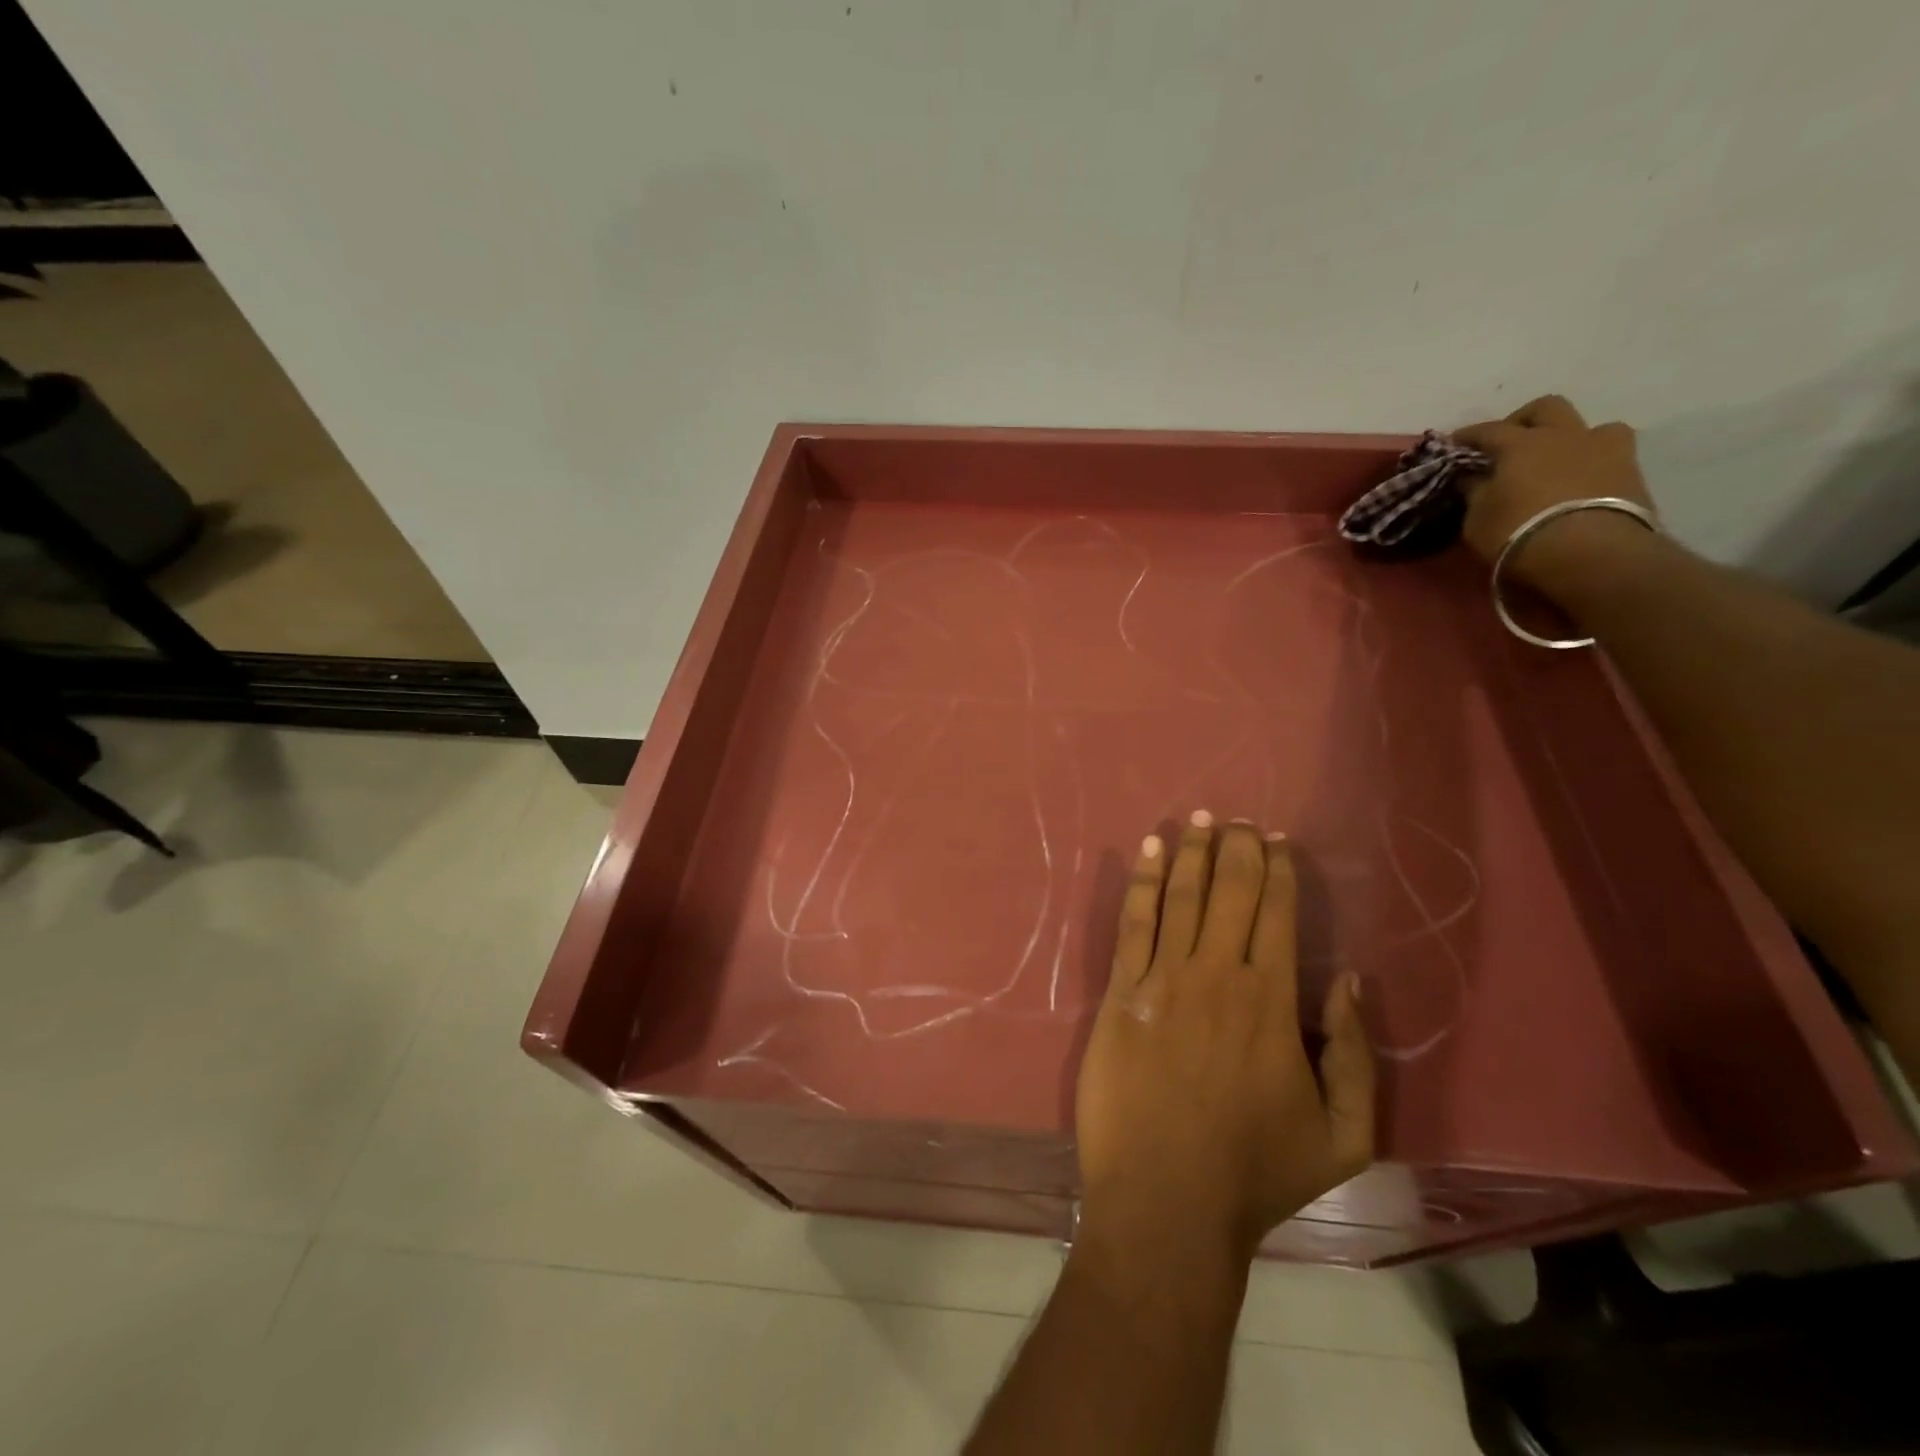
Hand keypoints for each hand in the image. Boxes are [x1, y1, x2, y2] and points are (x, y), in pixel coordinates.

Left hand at [1074, 814, 1375, 1269]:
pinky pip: (1133, 923)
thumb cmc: (1255, 1172)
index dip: (1277, 871)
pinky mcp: (1120, 993)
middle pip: (1229, 893)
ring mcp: (1162, 980)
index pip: (1277, 914)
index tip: (1275, 841)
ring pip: (1180, 897)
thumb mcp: (1344, 1136)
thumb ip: (1357, 1057)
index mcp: (1272, 1002)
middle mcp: (1217, 975)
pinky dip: (1142, 883)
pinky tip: (1149, 851)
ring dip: (1190, 853)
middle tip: (1237, 819)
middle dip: (1236, 848)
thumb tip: (1351, 982)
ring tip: (1198, 820)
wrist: (1165, 1200)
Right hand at [1454, 395, 1657, 594]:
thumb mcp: (1478, 519)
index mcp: (1521, 443)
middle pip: (1546, 407)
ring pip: (1588, 426)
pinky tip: (1581, 479)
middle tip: (1509, 442)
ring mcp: (1604, 448)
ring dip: (1570, 437)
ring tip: (1556, 460)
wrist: (1590, 552)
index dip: (1467, 435)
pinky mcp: (1632, 469)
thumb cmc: (1518, 532)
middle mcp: (1564, 434)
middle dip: (1524, 420)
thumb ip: (1475, 492)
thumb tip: (1471, 477)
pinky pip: (1610, 453)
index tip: (1453, 443)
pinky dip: (1592, 460)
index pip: (1487, 430)